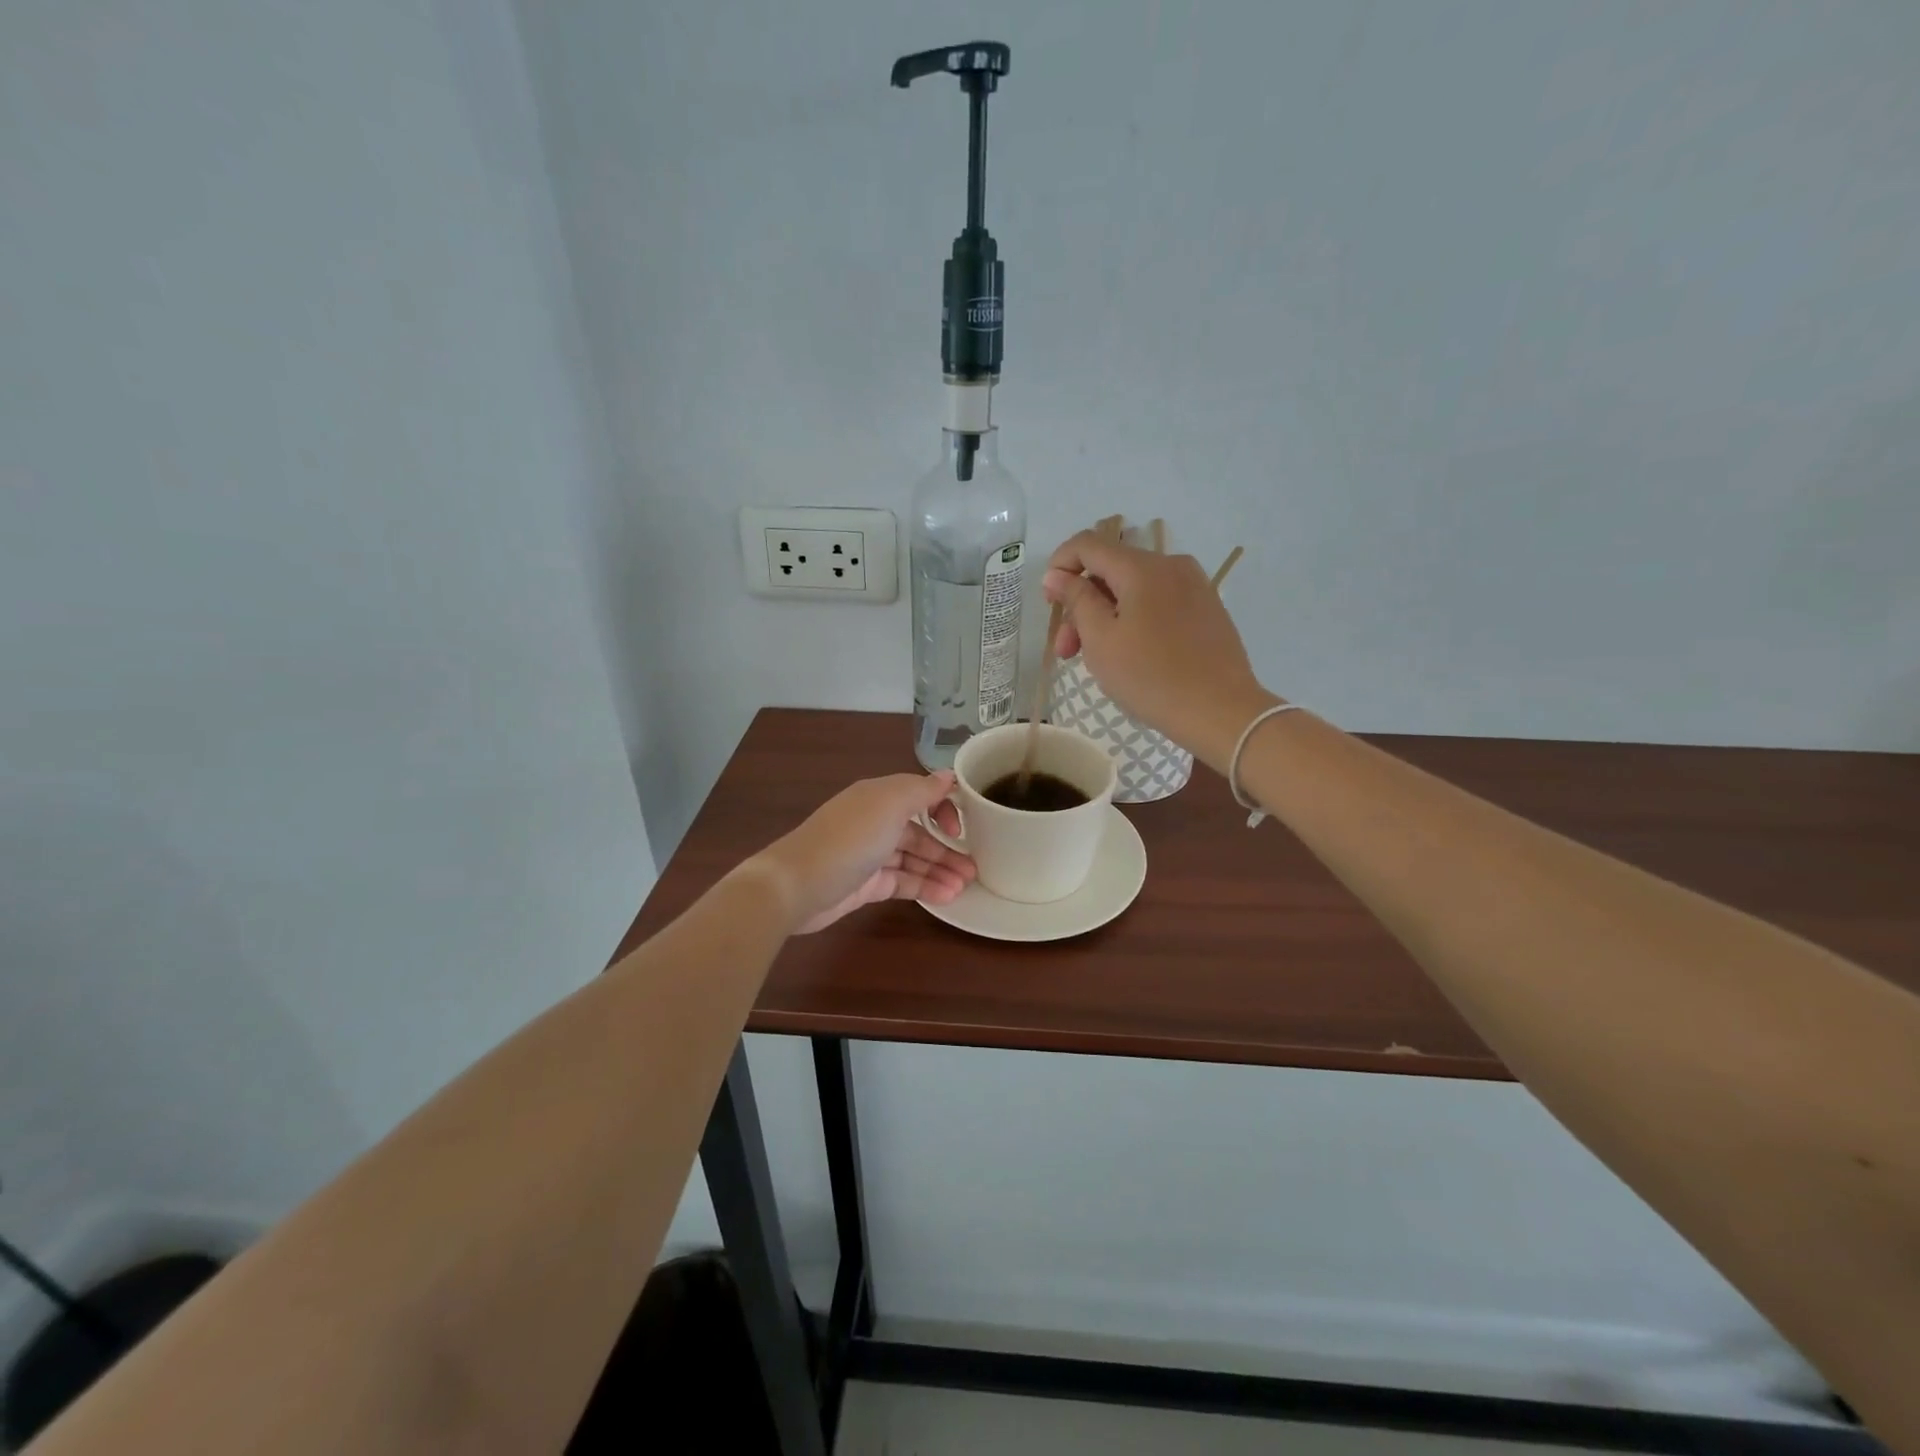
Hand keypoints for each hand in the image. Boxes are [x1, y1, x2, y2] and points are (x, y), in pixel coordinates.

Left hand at [751, 772, 974, 933]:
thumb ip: (922, 790)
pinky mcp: (866, 885)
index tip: (961, 828)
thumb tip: (948, 776)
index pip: (920, 795)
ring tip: (967, 886)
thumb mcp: (889, 804)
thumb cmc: (848, 839)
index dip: (943, 808)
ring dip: (940, 870)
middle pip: (919, 831)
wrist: (797, 885)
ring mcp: (870, 855)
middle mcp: (875, 822)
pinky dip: (924, 887)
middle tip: (975, 868)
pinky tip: (947, 897)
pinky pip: (902, 882)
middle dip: (948, 847)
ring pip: (913, 859)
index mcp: (879, 796)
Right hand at [1043, 532, 1277, 768]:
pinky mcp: (1206, 608)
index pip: (1088, 544)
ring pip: (1133, 587)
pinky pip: (1157, 601)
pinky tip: (1129, 653)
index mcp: (1142, 567)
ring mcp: (1193, 585)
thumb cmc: (1151, 677)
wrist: (1221, 712)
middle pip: (1111, 569)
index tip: (1048, 602)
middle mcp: (1171, 564)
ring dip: (1105, 614)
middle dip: (1081, 603)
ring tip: (1094, 658)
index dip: (1060, 565)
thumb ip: (1076, 600)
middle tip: (1066, 650)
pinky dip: (1133, 618)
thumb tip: (1057, 575)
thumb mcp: (1101, 640)